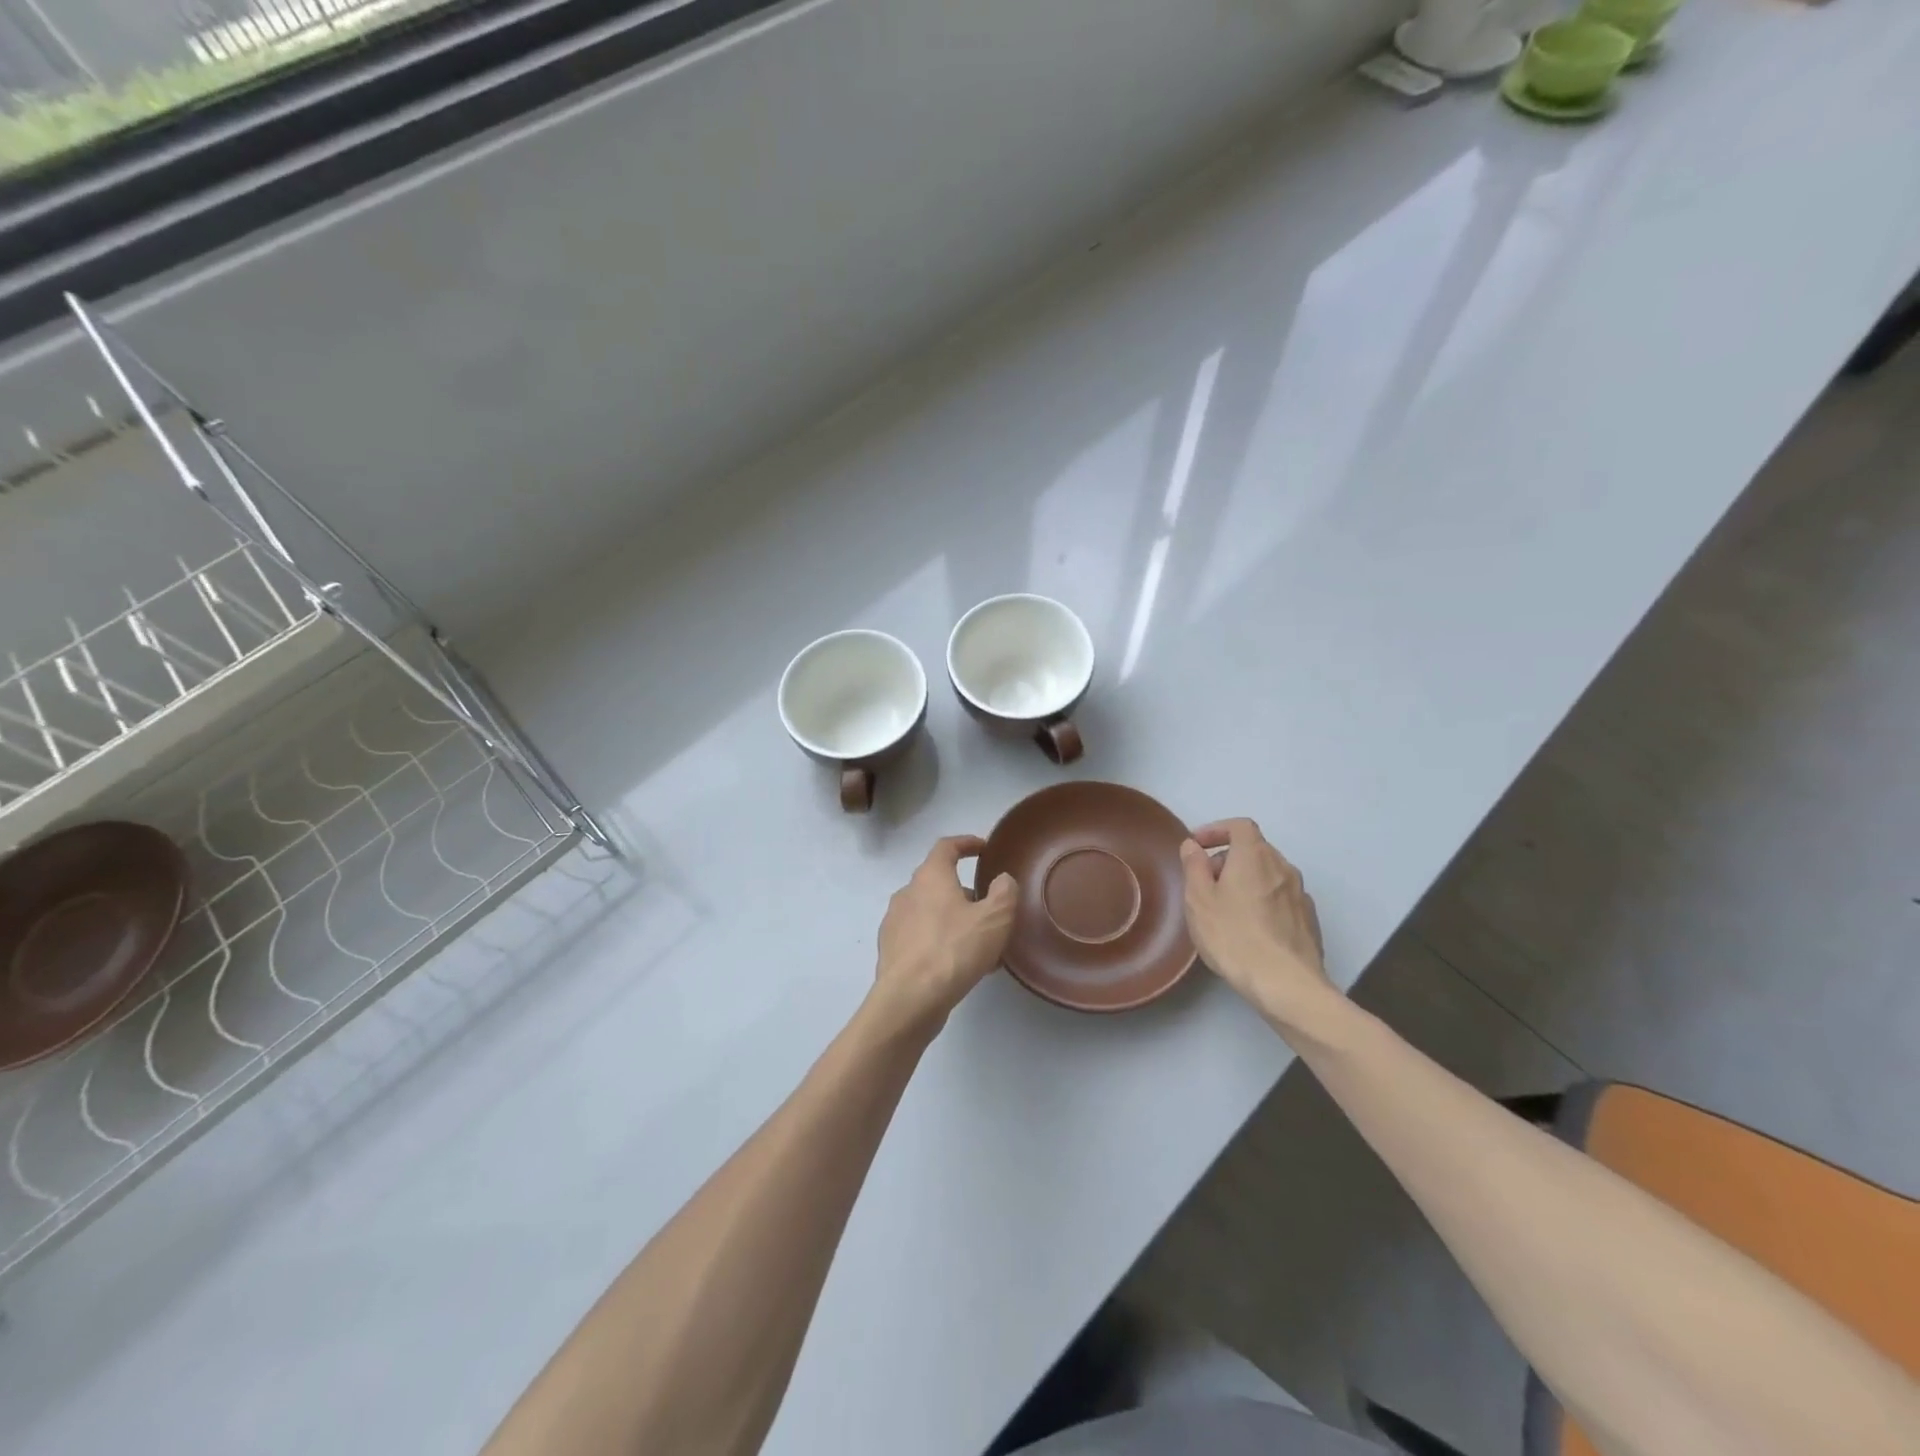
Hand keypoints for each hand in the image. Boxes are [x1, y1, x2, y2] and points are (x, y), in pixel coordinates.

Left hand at [870, 836, 1016, 1035]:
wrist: (909, 999)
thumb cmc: (954, 949)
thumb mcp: (994, 919)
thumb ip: (1004, 893)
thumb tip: (1002, 880)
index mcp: (930, 877)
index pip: (946, 846)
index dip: (966, 843)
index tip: (983, 848)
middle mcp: (907, 893)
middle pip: (937, 881)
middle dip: (964, 891)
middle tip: (989, 908)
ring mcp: (894, 922)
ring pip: (930, 912)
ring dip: (953, 919)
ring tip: (979, 943)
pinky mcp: (891, 951)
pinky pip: (920, 937)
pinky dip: (940, 941)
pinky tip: (958, 965)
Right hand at [1180, 819, 1331, 1024]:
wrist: (1286, 984)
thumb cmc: (1234, 936)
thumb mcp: (1199, 900)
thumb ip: (1194, 866)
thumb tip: (1193, 845)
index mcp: (1255, 856)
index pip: (1240, 826)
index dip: (1216, 830)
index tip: (1197, 846)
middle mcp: (1283, 867)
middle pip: (1254, 849)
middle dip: (1228, 858)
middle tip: (1206, 881)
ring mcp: (1300, 894)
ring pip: (1269, 874)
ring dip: (1246, 880)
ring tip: (1226, 907)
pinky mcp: (1309, 920)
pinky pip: (1281, 897)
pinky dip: (1263, 900)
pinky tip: (1251, 927)